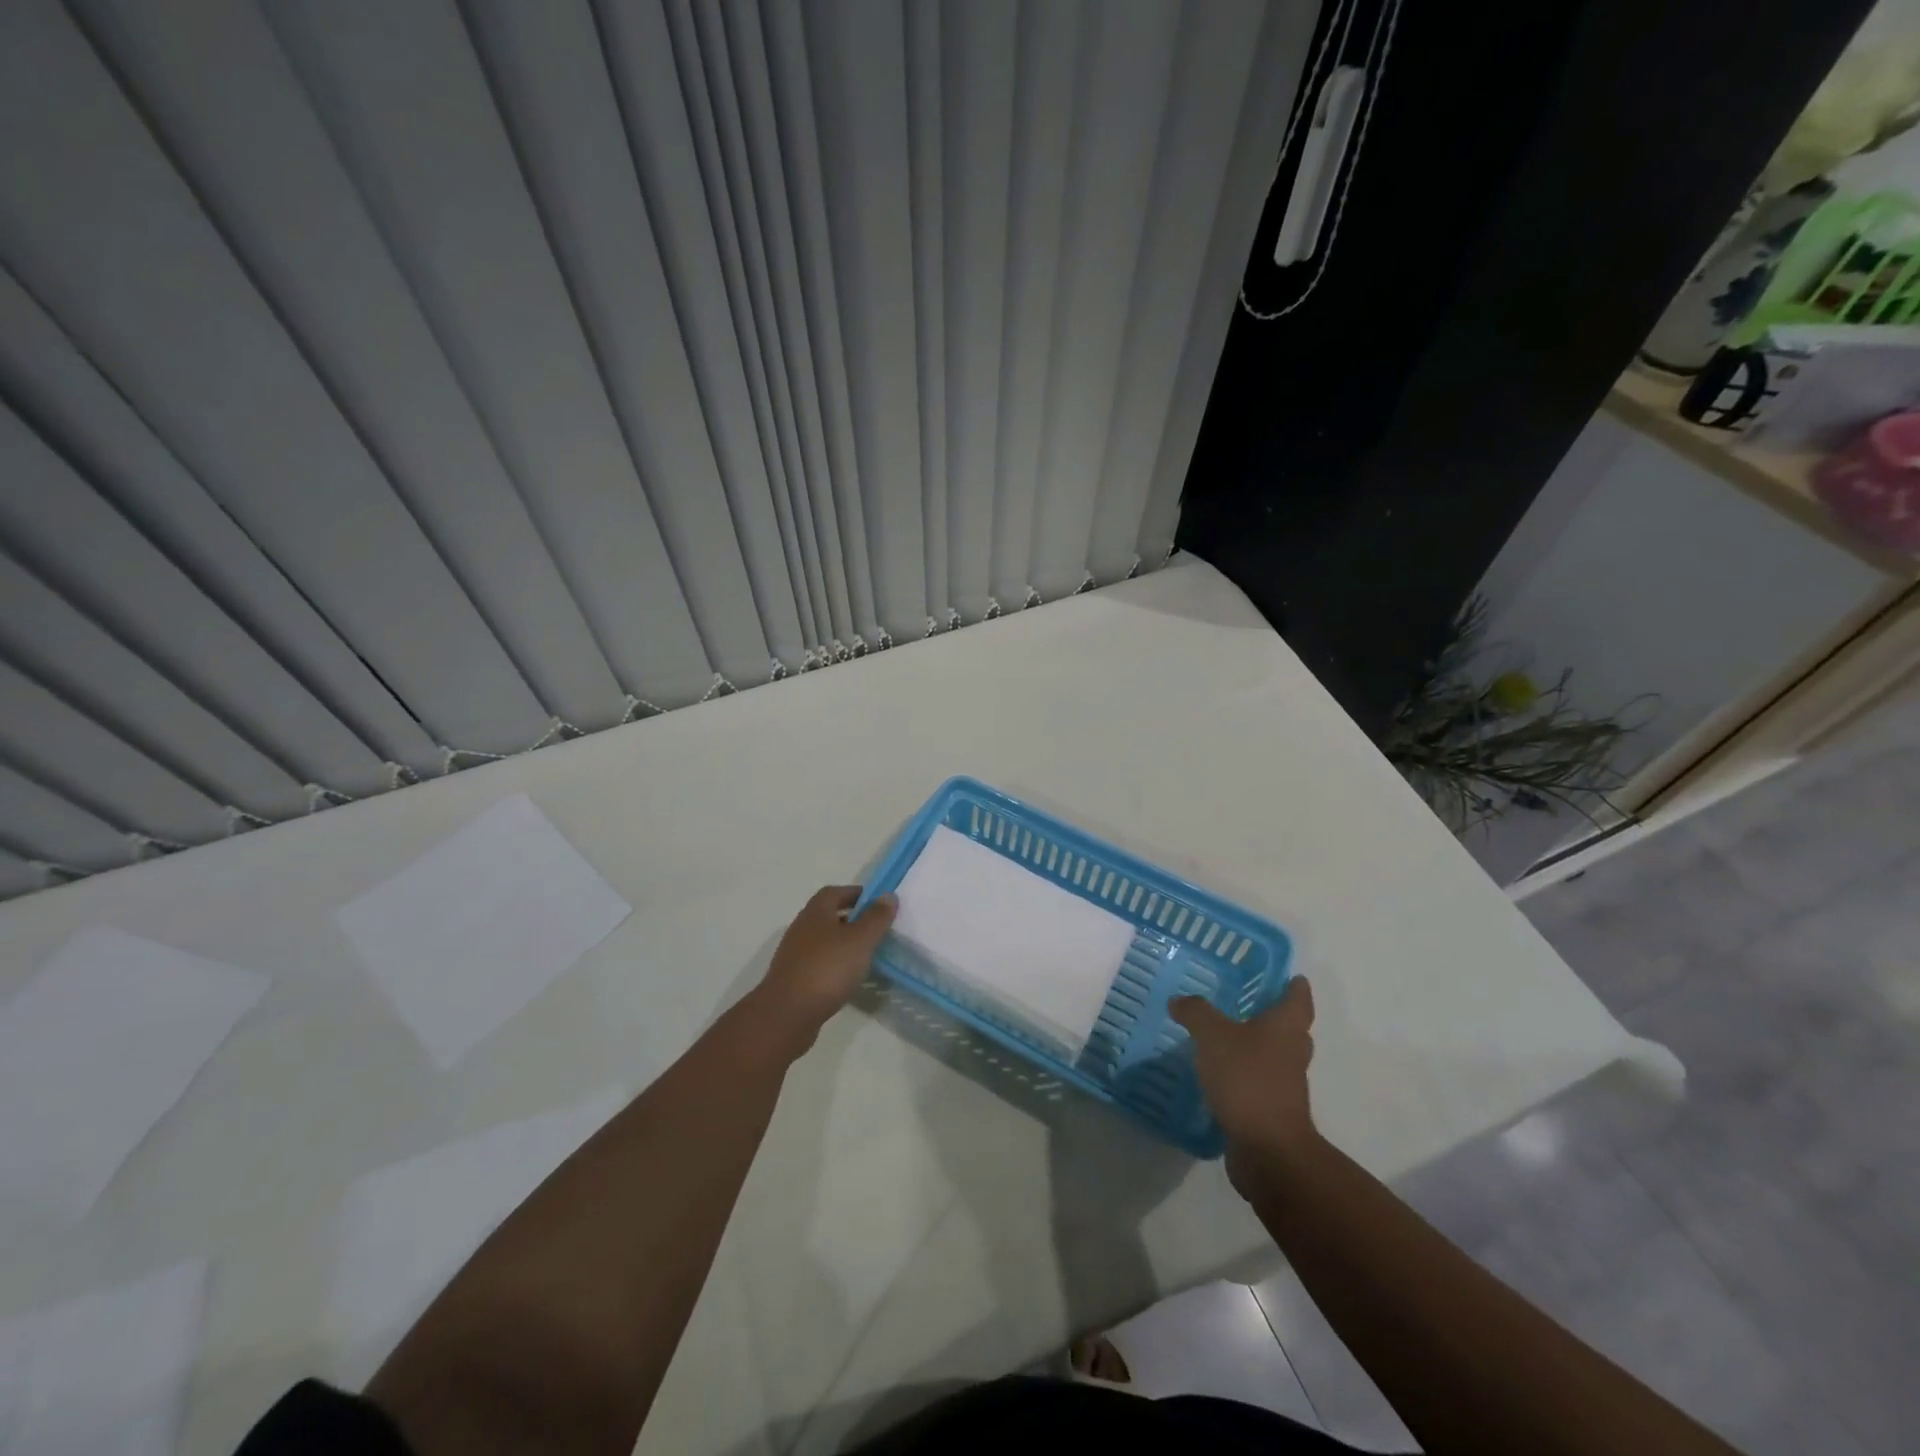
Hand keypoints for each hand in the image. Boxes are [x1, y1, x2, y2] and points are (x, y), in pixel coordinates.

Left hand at [750, 885, 896, 1050]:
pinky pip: (819, 964)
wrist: (787, 1014)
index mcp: (816, 912)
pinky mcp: (794, 979)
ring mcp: (795, 955)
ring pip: (824, 941)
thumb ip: (876, 917)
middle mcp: (802, 928)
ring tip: (867, 955)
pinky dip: (835, 965)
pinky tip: (848, 979)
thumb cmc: (827, 969)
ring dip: (844, 944)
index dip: (856, 894)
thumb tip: (887, 895)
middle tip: (877, 930)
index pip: (835, 892)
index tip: (878, 904)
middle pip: (829, 916)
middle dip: (853, 919)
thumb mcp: (860, 940)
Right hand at [1171, 977, 1317, 1182]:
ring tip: (1225, 1037)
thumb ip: (1196, 1013)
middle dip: (1274, 1016)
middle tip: (1248, 1002)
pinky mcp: (1272, 1111)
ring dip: (1257, 1047)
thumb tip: (1180, 1000)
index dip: (1294, 986)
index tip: (1289, 976)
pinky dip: (1244, 1076)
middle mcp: (1291, 1053)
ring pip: (1274, 1057)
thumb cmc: (1247, 1079)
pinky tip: (1218, 1074)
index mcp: (1285, 1027)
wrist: (1267, 1150)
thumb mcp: (1213, 1036)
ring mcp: (1285, 1085)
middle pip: (1291, 1029)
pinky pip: (1259, 1083)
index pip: (1298, 999)